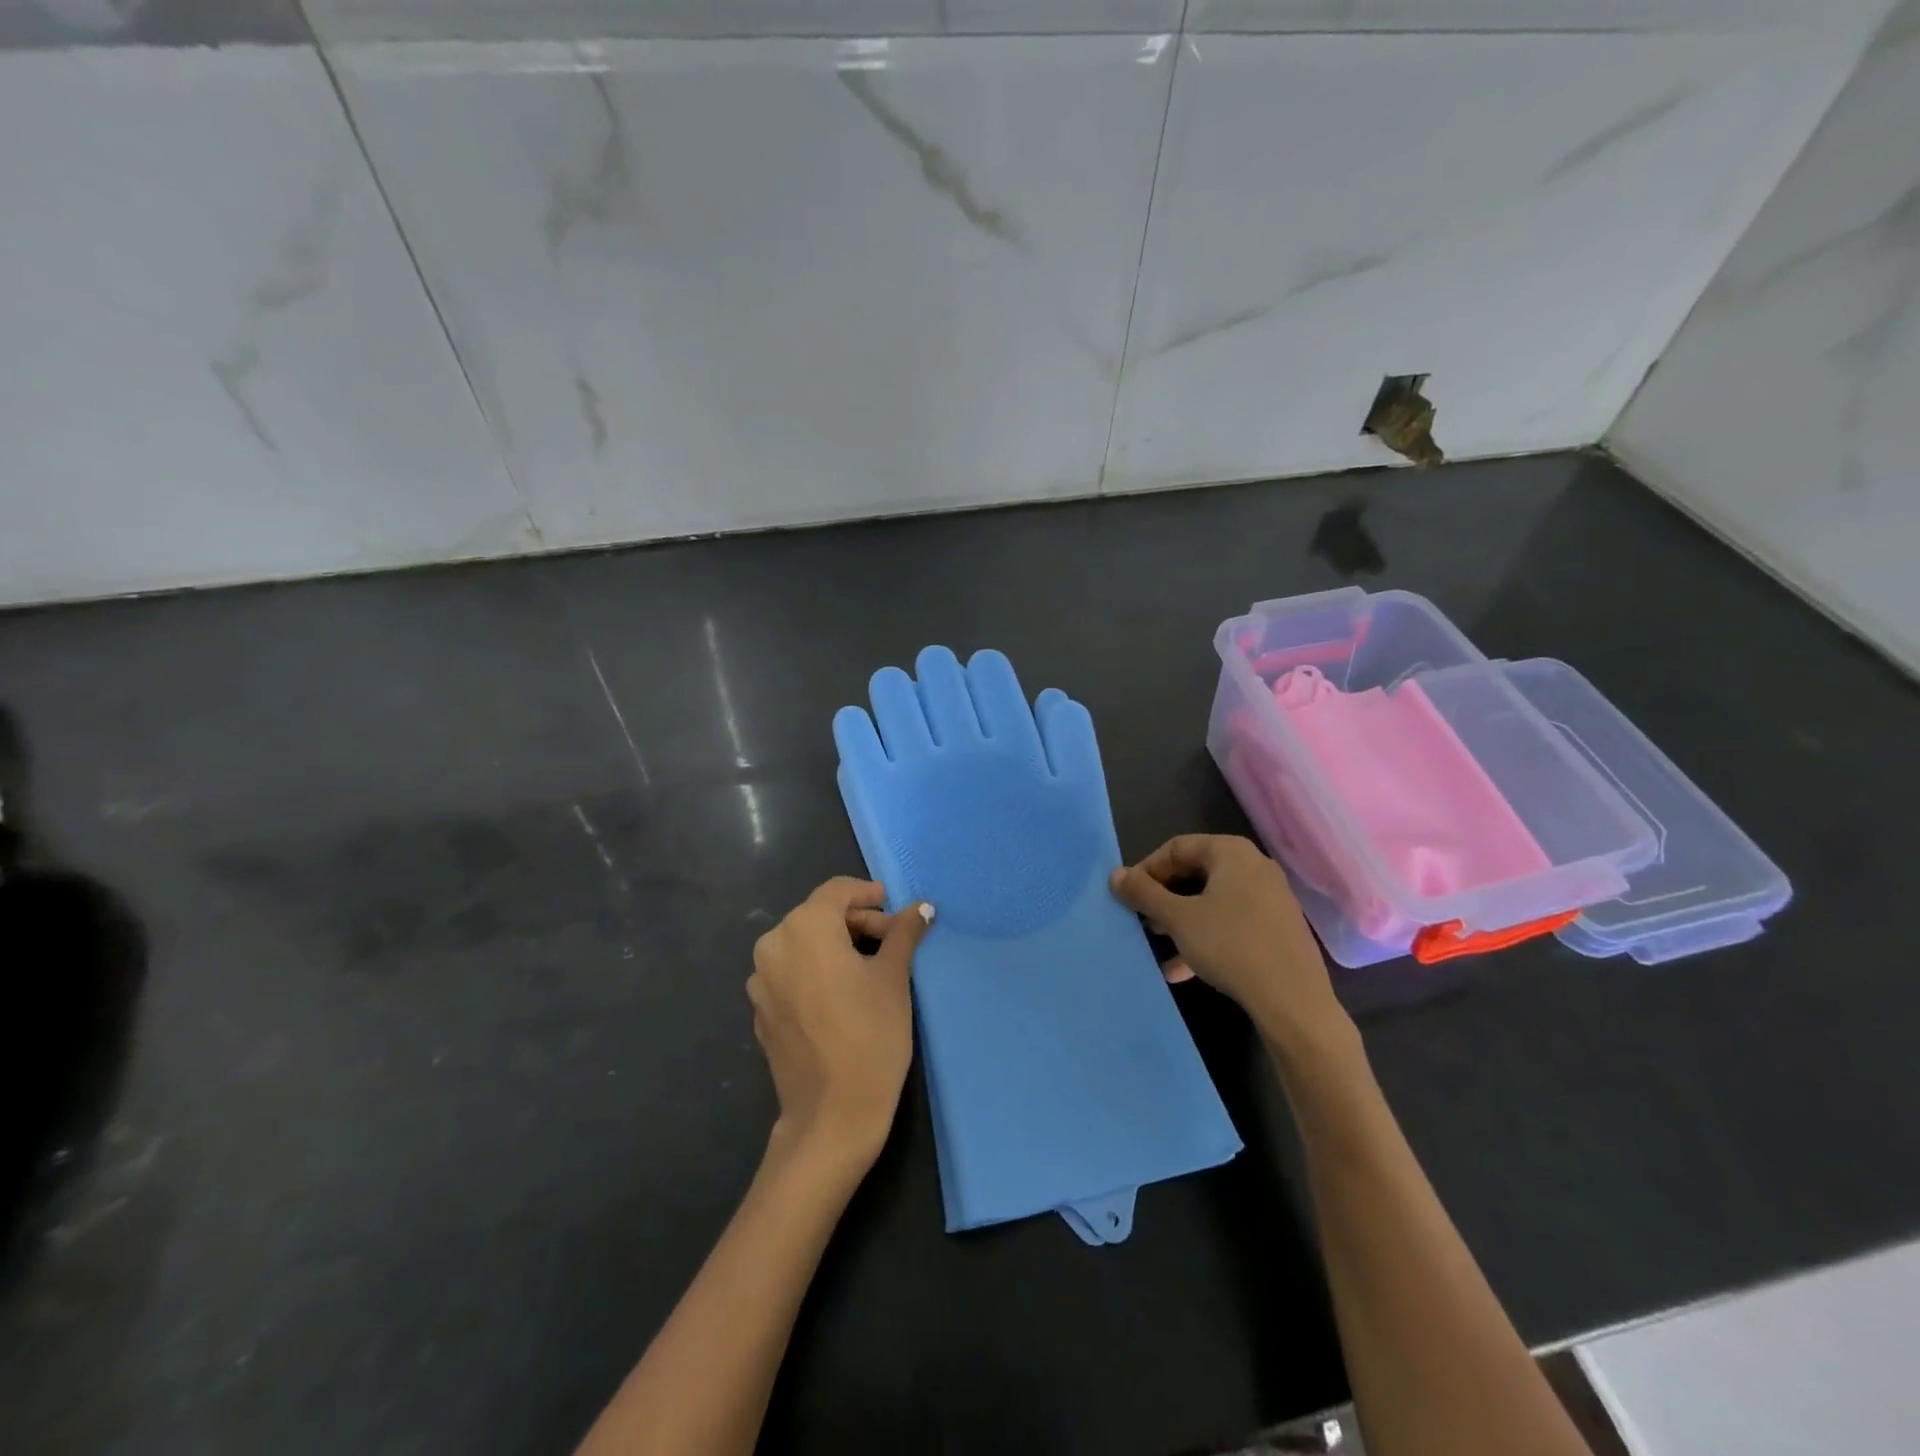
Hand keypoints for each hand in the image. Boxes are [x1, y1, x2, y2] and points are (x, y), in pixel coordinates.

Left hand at [748, 877, 933, 1166]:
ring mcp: (761, 980)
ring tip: (871, 968)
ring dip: (837, 946)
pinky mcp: (760, 1010)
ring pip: (803, 944)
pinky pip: (791, 973)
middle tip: (894, 941)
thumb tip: (922, 906)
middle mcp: (773, 945)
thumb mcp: (894, 977)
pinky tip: (843, 995)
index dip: (869, 894)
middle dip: (857, 922)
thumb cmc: (870, 1036)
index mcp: (804, 928)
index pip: (837, 891)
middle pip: (818, 916)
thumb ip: (904, 933)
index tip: (896, 909)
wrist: (831, 1116)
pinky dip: (817, 971)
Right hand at [1110, 835, 1350, 1059]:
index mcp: (1231, 852)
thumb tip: (1115, 874)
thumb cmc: (1230, 946)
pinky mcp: (1277, 928)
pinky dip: (1205, 936)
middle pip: (1195, 872)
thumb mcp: (1178, 918)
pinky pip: (1231, 922)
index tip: (1128, 897)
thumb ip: (1144, 893)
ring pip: (1212, 900)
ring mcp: (1269, 898)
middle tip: (1143, 919)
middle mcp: (1254, 866)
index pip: (1176, 847)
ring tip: (1158, 942)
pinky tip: (1181, 968)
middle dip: (1164, 897)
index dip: (1146, 870)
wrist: (1293, 1001)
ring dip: (1181, 919)